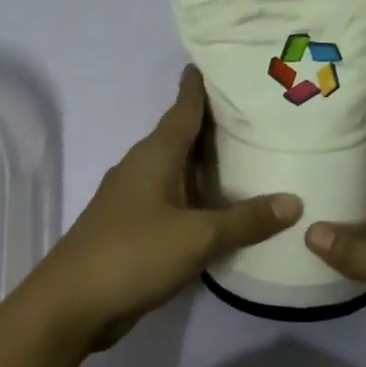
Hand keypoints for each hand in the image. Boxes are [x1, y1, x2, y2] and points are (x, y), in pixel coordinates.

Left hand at [26, 67, 302, 350]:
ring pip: (178, 169)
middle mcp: (142, 167)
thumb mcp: (197, 237)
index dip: (203, 85)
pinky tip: (221, 208)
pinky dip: (197, 196)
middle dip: (216, 123)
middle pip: (183, 135)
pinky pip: (173, 199)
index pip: (184, 107)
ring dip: (207, 162)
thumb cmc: (132, 254)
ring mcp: (134, 199)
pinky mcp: (132, 228)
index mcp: (155, 155)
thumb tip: (294, 202)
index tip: (228, 63)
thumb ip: (246, 220)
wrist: (71, 304)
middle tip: (260, 111)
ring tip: (250, 155)